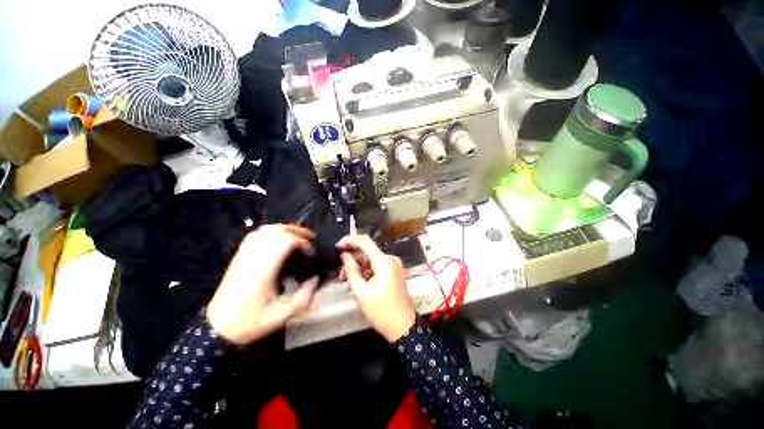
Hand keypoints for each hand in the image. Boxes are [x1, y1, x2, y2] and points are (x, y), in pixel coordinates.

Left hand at [206, 225, 318, 345]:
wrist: (217, 327)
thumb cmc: (249, 322)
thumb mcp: (281, 316)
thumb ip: (302, 298)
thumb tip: (316, 279)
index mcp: (263, 271)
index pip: (284, 242)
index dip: (301, 242)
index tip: (311, 252)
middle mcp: (253, 258)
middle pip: (275, 231)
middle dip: (296, 231)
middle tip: (310, 238)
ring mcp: (244, 255)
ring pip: (265, 230)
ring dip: (285, 229)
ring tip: (298, 236)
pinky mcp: (239, 257)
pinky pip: (256, 235)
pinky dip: (271, 232)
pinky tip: (278, 239)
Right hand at [338, 235, 415, 341]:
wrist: (403, 326)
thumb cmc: (381, 311)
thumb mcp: (361, 292)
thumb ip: (351, 270)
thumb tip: (344, 254)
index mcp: (384, 262)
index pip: (365, 241)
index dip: (350, 240)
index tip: (337, 246)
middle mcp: (390, 259)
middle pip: (367, 250)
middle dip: (351, 258)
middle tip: (340, 273)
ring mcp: (392, 264)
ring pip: (369, 258)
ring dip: (357, 266)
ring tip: (346, 280)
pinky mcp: (392, 270)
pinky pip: (375, 264)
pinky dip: (364, 270)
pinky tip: (357, 280)